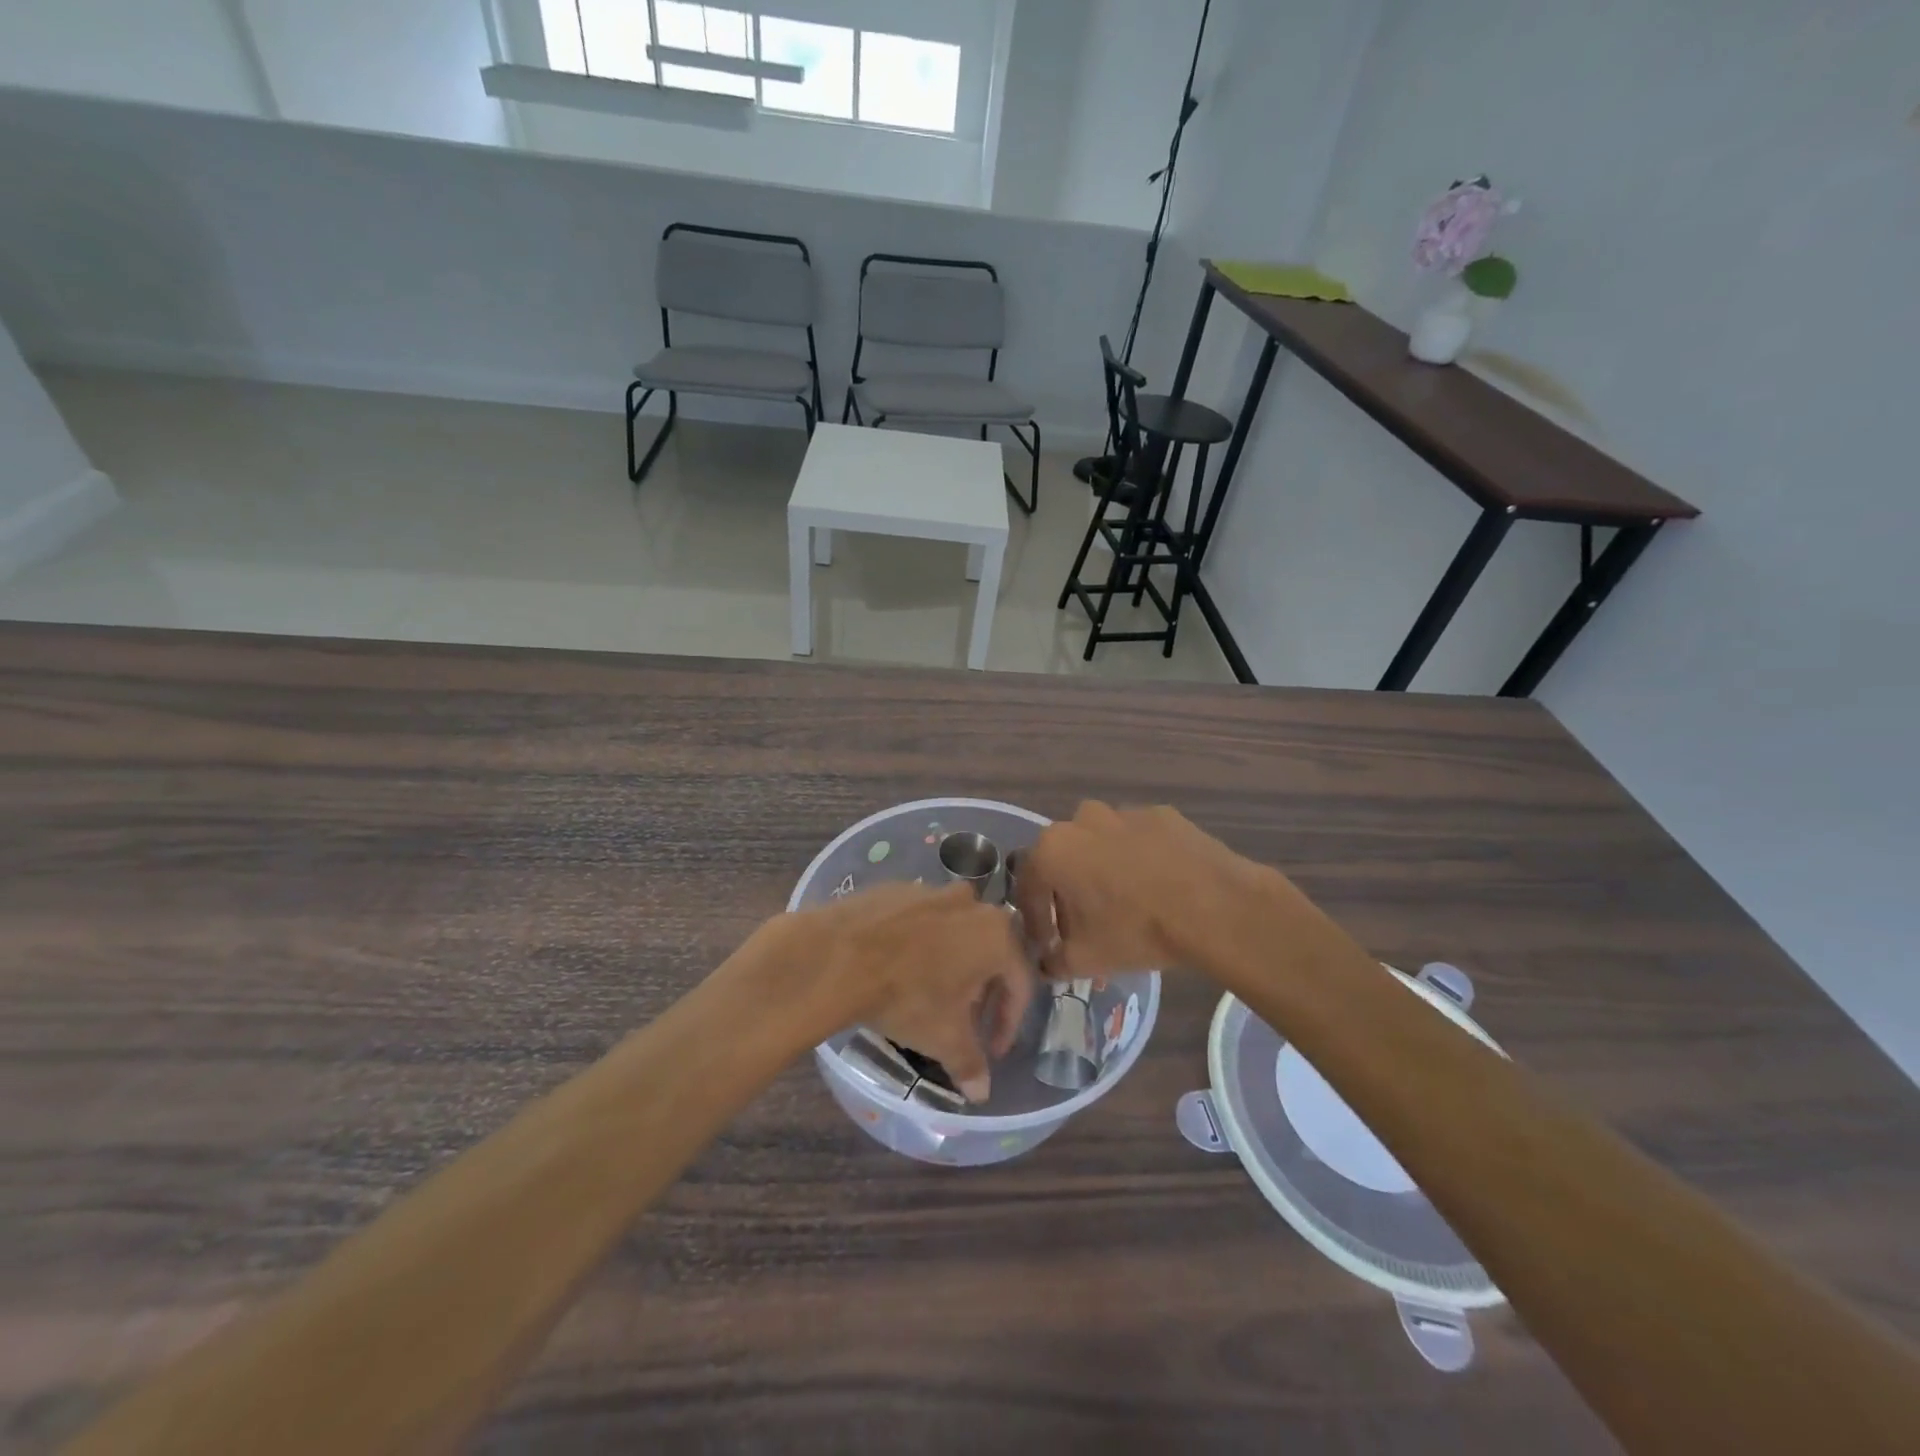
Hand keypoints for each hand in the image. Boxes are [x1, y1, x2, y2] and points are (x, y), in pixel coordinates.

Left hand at [773, 881, 1033, 1102]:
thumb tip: (981, 1093)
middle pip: (989, 952)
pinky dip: (920, 945)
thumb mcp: (944, 1038)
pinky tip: (899, 969)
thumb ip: (970, 1063)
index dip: (1008, 1022)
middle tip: (965, 1023)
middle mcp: (972, 904)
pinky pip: (921, 921)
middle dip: (981, 991)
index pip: (1019, 982)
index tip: (993, 1050)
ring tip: (932, 995)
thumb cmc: (908, 996)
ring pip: (955, 933)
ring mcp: (932, 891)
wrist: (840, 955)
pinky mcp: (898, 889)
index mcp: (997, 934)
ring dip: (952, 964)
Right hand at [1011, 801, 1261, 981]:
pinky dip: (1138, 859)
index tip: (1047, 943)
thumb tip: (1049, 962)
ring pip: (1101, 843)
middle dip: (1067, 890)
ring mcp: (1125, 812)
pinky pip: (1138, 839)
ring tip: (1124, 904)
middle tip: (1084, 923)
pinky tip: (1157, 887)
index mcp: (1053, 850)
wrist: (1214, 906)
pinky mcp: (1162, 814)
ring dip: (1102, 869)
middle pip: (1064, 858)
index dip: (1035, 919)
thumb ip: (1055, 961)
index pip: (1029, 886)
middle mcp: (1082, 820)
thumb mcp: (1086, 959)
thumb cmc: (1137, 930)